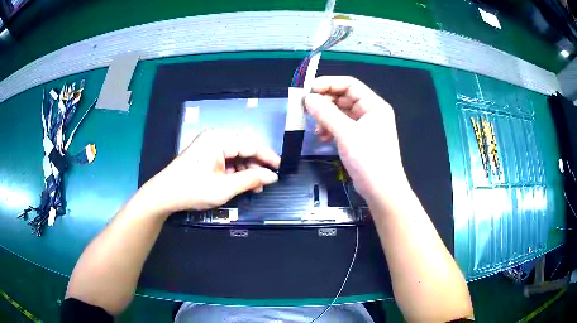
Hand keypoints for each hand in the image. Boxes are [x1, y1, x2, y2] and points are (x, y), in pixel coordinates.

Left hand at [148, 129, 279, 211]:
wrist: (164, 195)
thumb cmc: (193, 189)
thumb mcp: (225, 187)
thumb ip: (251, 179)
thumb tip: (273, 176)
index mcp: (219, 139)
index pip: (251, 145)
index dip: (268, 157)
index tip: (281, 168)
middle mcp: (215, 137)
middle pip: (244, 149)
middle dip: (256, 166)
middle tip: (267, 182)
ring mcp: (209, 145)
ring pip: (236, 155)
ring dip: (246, 170)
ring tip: (255, 187)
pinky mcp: (206, 154)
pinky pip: (226, 159)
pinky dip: (235, 171)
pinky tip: (241, 183)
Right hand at [304, 76, 407, 199]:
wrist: (381, 190)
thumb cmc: (369, 159)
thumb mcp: (346, 134)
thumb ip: (326, 113)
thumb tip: (307, 98)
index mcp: (374, 105)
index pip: (349, 84)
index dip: (328, 83)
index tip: (308, 90)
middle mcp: (370, 112)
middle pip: (344, 98)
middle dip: (325, 103)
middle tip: (306, 109)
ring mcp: (365, 126)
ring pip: (340, 113)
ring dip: (325, 117)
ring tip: (315, 128)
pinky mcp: (359, 139)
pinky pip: (341, 126)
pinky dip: (330, 129)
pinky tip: (322, 138)